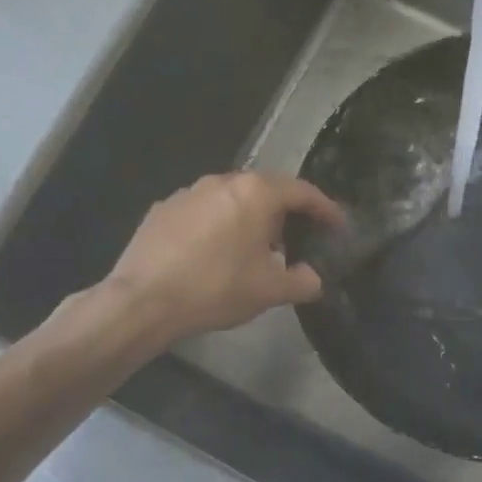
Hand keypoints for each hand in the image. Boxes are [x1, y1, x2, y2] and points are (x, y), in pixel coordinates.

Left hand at [100, 172, 345, 343]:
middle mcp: (222, 181)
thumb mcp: (269, 291)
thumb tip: (313, 279)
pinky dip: (218, 225)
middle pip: (265, 190)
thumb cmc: (216, 288)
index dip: (324, 208)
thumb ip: (301, 282)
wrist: (143, 300)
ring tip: (254, 248)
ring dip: (249, 217)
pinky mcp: (162, 209)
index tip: (337, 224)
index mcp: (255, 193)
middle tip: (296, 240)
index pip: (302, 191)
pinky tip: (214, 253)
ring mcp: (188, 192)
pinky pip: (203, 211)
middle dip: (285, 212)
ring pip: (231, 198)